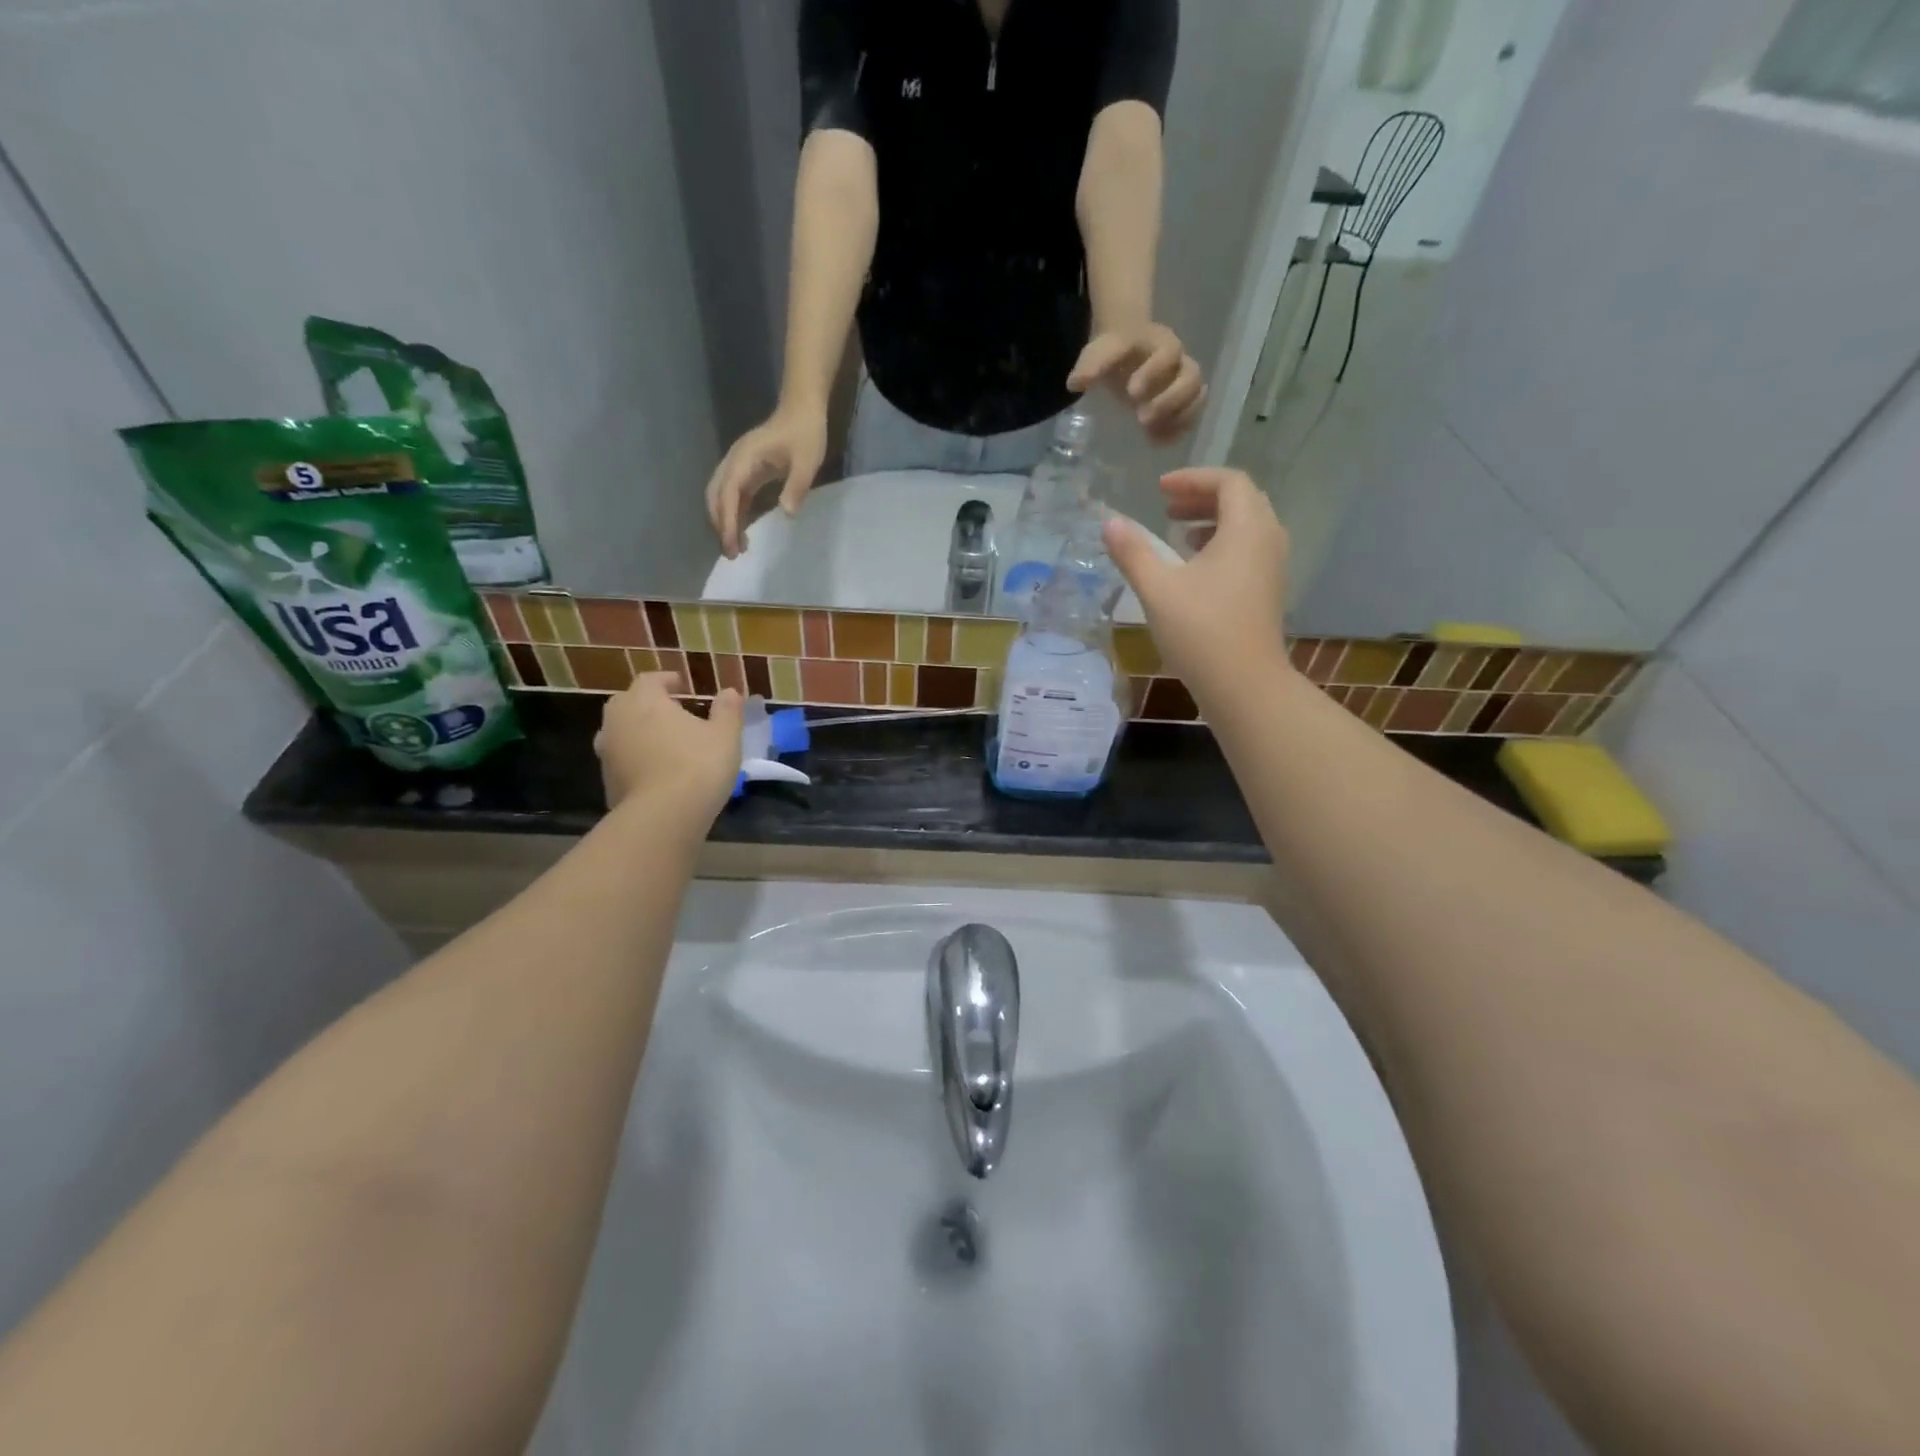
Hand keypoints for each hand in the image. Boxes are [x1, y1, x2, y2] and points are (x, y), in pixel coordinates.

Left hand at [595, 674, 744, 825]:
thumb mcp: (725, 735)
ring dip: (638, 732)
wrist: (663, 816)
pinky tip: (656, 772)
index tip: (681, 684)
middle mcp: (618, 721)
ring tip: (663, 742)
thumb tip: (730, 692)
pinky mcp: (607, 781)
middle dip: (647, 704)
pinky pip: (622, 760)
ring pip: (620, 732)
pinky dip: (636, 759)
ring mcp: (608, 752)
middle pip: (628, 702)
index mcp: (645, 701)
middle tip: (671, 712)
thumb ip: (727, 710)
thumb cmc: (698, 765)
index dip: (666, 680)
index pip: (650, 680)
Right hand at [704, 405, 828, 558]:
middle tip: (731, 554)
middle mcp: (734, 462)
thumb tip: (786, 514)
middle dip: (720, 525)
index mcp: (744, 459)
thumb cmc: (805, 433)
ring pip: (720, 497)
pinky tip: (743, 532)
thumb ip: (796, 486)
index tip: (731, 545)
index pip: (728, 494)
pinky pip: (733, 496)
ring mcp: (737, 466)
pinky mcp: (745, 471)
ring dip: (724, 522)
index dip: (727, 522)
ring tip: (737, 549)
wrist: (802, 409)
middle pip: (716, 497)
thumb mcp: (807, 461)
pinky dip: (734, 515)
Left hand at [1068, 324, 1207, 444]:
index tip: (1132, 392)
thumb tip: (1075, 384)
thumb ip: (1090, 364)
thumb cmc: (1115, 354)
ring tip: (1151, 432)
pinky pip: (1193, 416)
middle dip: (1169, 400)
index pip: (1167, 353)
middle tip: (1141, 418)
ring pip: (1197, 397)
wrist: (1126, 352)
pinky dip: (1179, 430)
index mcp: (1161, 344)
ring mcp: (1184, 383)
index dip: (1154, 372)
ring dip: (1178, 417)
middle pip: (1191, 377)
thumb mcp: (1100, 351)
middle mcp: (1179, 363)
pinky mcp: (1184, 403)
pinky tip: (1157, 441)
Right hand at [1102, 468, 1289, 697]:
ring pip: (1246, 527)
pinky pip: (1248, 550)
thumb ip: (1132, 552)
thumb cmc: (1200, 631)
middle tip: (1167, 507)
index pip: (1228, 481)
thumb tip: (1108, 523)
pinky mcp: (1267, 592)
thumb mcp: (1157, 589)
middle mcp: (1267, 540)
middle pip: (1241, 500)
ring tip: (1177, 535)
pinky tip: (1193, 569)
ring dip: (1212, 521)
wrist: (1244, 685)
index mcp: (1247, 529)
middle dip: (1202, 497)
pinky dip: (1221, 545)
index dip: (1193, 478)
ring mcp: (1272, 568)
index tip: (1159, 490)